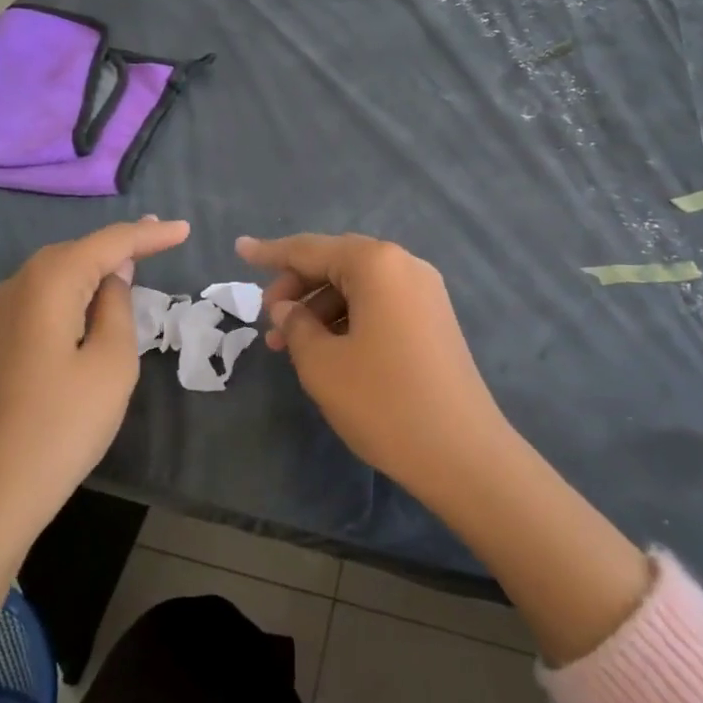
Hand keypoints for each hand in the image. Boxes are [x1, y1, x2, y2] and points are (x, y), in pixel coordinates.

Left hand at [0, 217, 189, 536]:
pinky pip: (42, 297)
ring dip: (96, 267)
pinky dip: (73, 290)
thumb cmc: (62, 425)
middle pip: (78, 251)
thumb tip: (114, 276)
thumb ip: (118, 307)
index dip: (149, 234)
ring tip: (134, 261)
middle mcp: (17, 285)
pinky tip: (92, 300)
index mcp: (48, 282)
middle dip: (120, 244)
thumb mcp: (112, 363)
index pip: (109, 243)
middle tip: (161, 238)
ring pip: (57, 273)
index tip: (185, 229)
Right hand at [234, 233, 510, 503]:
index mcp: (377, 264)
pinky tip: (327, 348)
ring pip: (358, 285)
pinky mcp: (433, 319)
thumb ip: (296, 326)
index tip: (239, 248)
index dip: (270, 252)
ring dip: (320, 307)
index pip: (310, 249)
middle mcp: (405, 266)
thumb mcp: (323, 364)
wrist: (463, 454)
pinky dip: (348, 317)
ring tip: (290, 345)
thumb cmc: (384, 402)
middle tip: (268, 323)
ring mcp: (425, 292)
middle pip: (337, 262)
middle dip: (296, 287)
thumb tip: (288, 308)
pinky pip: (380, 303)